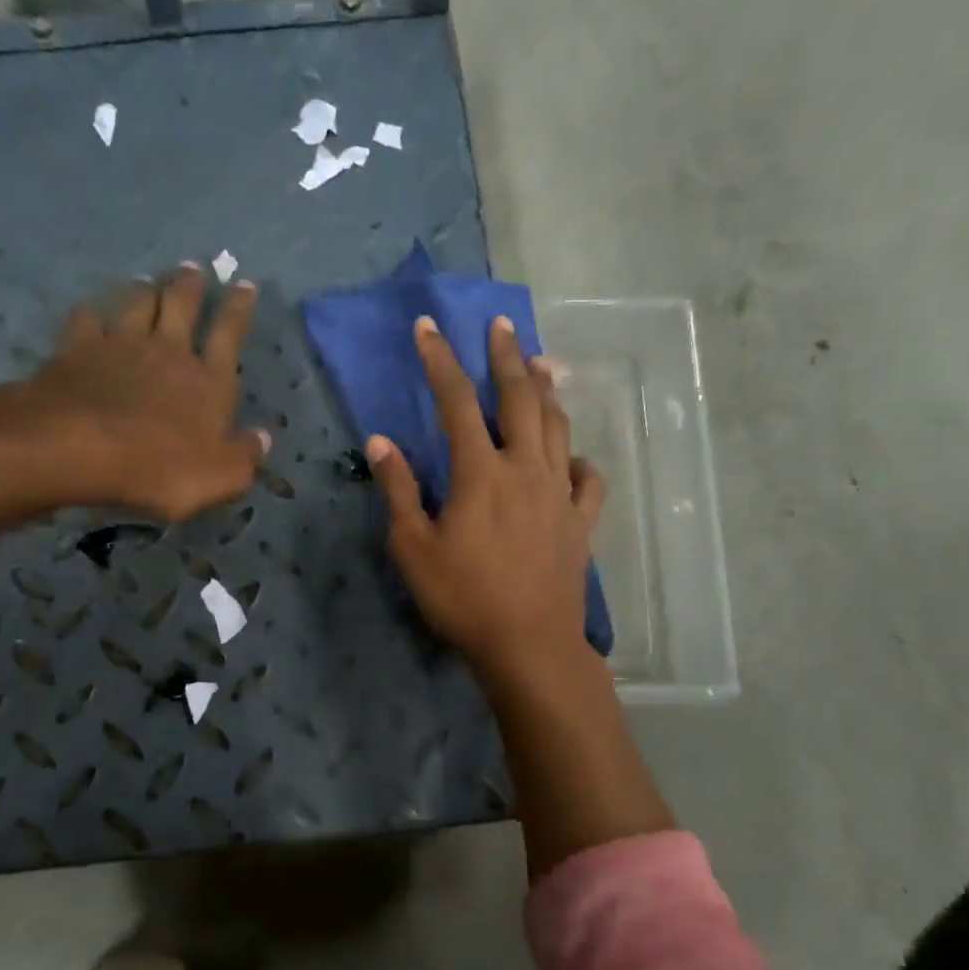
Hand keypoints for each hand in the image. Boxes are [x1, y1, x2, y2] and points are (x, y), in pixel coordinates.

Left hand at [0, 266, 267, 536]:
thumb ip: (245, 456)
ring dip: (145, 289)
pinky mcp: (78, 350)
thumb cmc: (160, 468)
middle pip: (182, 305)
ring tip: (148, 280)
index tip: (245, 284)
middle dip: (190, 284)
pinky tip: (91, 309)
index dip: (239, 308)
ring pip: (136, 303)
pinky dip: (91, 311)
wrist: (80, 449)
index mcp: (208, 380)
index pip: (230, 334)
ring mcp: (120, 345)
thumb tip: (263, 438)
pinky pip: (86, 319)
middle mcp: (168, 351)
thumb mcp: (220, 476)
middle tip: (193, 267)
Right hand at [367, 313, 605, 686]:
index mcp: (480, 472)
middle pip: (520, 399)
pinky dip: (579, 461)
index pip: (457, 401)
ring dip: (547, 391)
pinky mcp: (580, 522)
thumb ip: (399, 489)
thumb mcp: (413, 548)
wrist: (529, 645)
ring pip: (558, 428)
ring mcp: (559, 494)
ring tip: (542, 363)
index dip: (440, 360)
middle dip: (507, 356)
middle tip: (501, 324)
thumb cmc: (463, 598)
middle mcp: (525, 469)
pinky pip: (587, 480)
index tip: (428, 326)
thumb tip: (381, 441)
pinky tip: (573, 458)